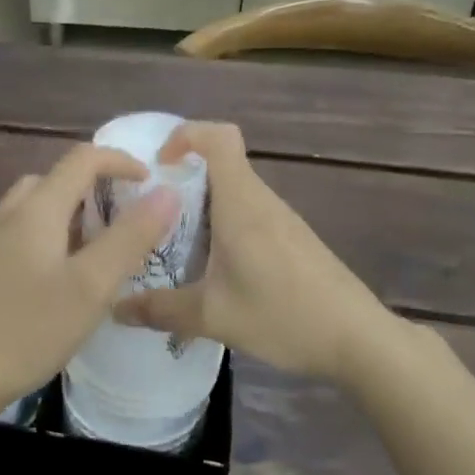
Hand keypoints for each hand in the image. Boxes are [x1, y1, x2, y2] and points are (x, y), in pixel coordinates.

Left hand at [0, 144, 181, 418]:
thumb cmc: (26, 329)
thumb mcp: (90, 286)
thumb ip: (130, 237)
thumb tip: (166, 193)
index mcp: (37, 209)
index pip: (82, 159)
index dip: (120, 161)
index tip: (150, 183)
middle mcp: (8, 215)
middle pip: (55, 180)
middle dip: (94, 189)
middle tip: (123, 220)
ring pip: (35, 209)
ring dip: (70, 215)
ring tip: (96, 251)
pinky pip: (21, 234)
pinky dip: (49, 237)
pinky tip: (58, 279)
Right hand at [113, 122, 407, 381]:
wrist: (360, 339)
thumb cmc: (284, 315)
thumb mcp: (212, 316)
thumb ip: (160, 310)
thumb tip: (114, 309)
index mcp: (241, 204)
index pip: (218, 137)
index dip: (185, 135)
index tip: (158, 165)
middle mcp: (261, 201)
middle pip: (221, 164)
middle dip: (182, 178)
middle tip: (150, 213)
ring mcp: (282, 219)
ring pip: (234, 192)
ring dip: (202, 206)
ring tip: (174, 244)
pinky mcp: (293, 239)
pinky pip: (249, 214)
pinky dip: (223, 226)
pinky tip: (214, 269)